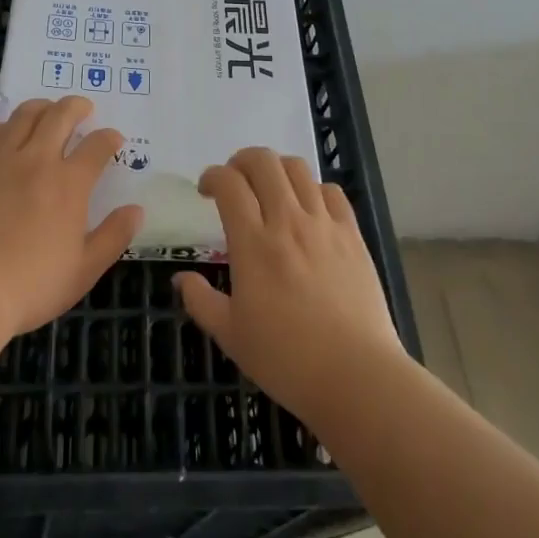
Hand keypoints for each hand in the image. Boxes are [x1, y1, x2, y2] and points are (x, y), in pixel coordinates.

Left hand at [0, 96, 142, 340]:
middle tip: (84, 108)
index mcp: (70, 184)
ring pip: (23, 117)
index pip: (97, 146)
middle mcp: (37, 161)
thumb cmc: (32, 285)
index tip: (114, 139)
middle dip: (76, 106)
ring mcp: (0, 162)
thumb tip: (136, 210)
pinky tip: (3, 132)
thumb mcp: (84, 269)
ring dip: (41, 107)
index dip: (110, 138)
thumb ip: (114, 236)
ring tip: (47, 109)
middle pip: (60, 116)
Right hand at [175, 147, 402, 427]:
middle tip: (235, 182)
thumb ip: (200, 301)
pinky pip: (331, 191)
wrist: (356, 376)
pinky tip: (308, 208)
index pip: (229, 183)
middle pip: (263, 162)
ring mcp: (324, 224)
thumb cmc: (286, 359)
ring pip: (297, 168)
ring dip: (276, 169)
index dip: (212, 176)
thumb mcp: (231, 335)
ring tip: (269, 188)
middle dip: (241, 161)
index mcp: (253, 243)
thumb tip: (181, 279)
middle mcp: (287, 221)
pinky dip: (313, 188)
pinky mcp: (352, 234)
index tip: (206, 190)